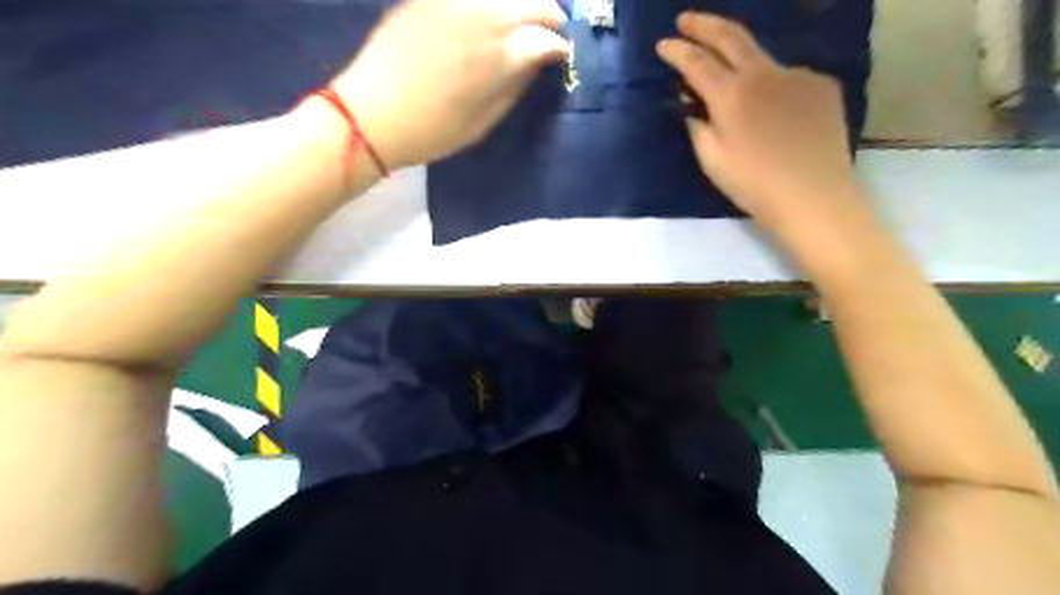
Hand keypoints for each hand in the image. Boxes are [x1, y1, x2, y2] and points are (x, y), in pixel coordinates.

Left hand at [331, 0, 571, 168]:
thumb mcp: (483, 123)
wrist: (371, 115)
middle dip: (548, 16)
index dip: (559, 48)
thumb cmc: (433, 132)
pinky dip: (488, 3)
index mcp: (501, 56)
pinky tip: (490, 13)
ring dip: (521, 3)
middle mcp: (484, 16)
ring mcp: (454, 1)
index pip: (546, 40)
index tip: (562, 56)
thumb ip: (513, 88)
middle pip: (533, 3)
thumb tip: (533, 65)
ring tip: (525, 17)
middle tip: (551, 30)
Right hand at [659, 12, 864, 229]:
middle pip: (731, 36)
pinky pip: (788, 79)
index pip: (697, 62)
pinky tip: (774, 112)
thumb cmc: (753, 184)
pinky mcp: (822, 85)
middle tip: (686, 19)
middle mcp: (764, 73)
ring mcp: (797, 75)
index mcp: (732, 94)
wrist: (813, 195)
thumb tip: (692, 104)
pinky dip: (772, 88)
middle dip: (704, 24)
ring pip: (762, 59)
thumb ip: (697, 125)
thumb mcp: (712, 159)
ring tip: (732, 83)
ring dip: (741, 63)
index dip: (677, 51)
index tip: (663, 44)